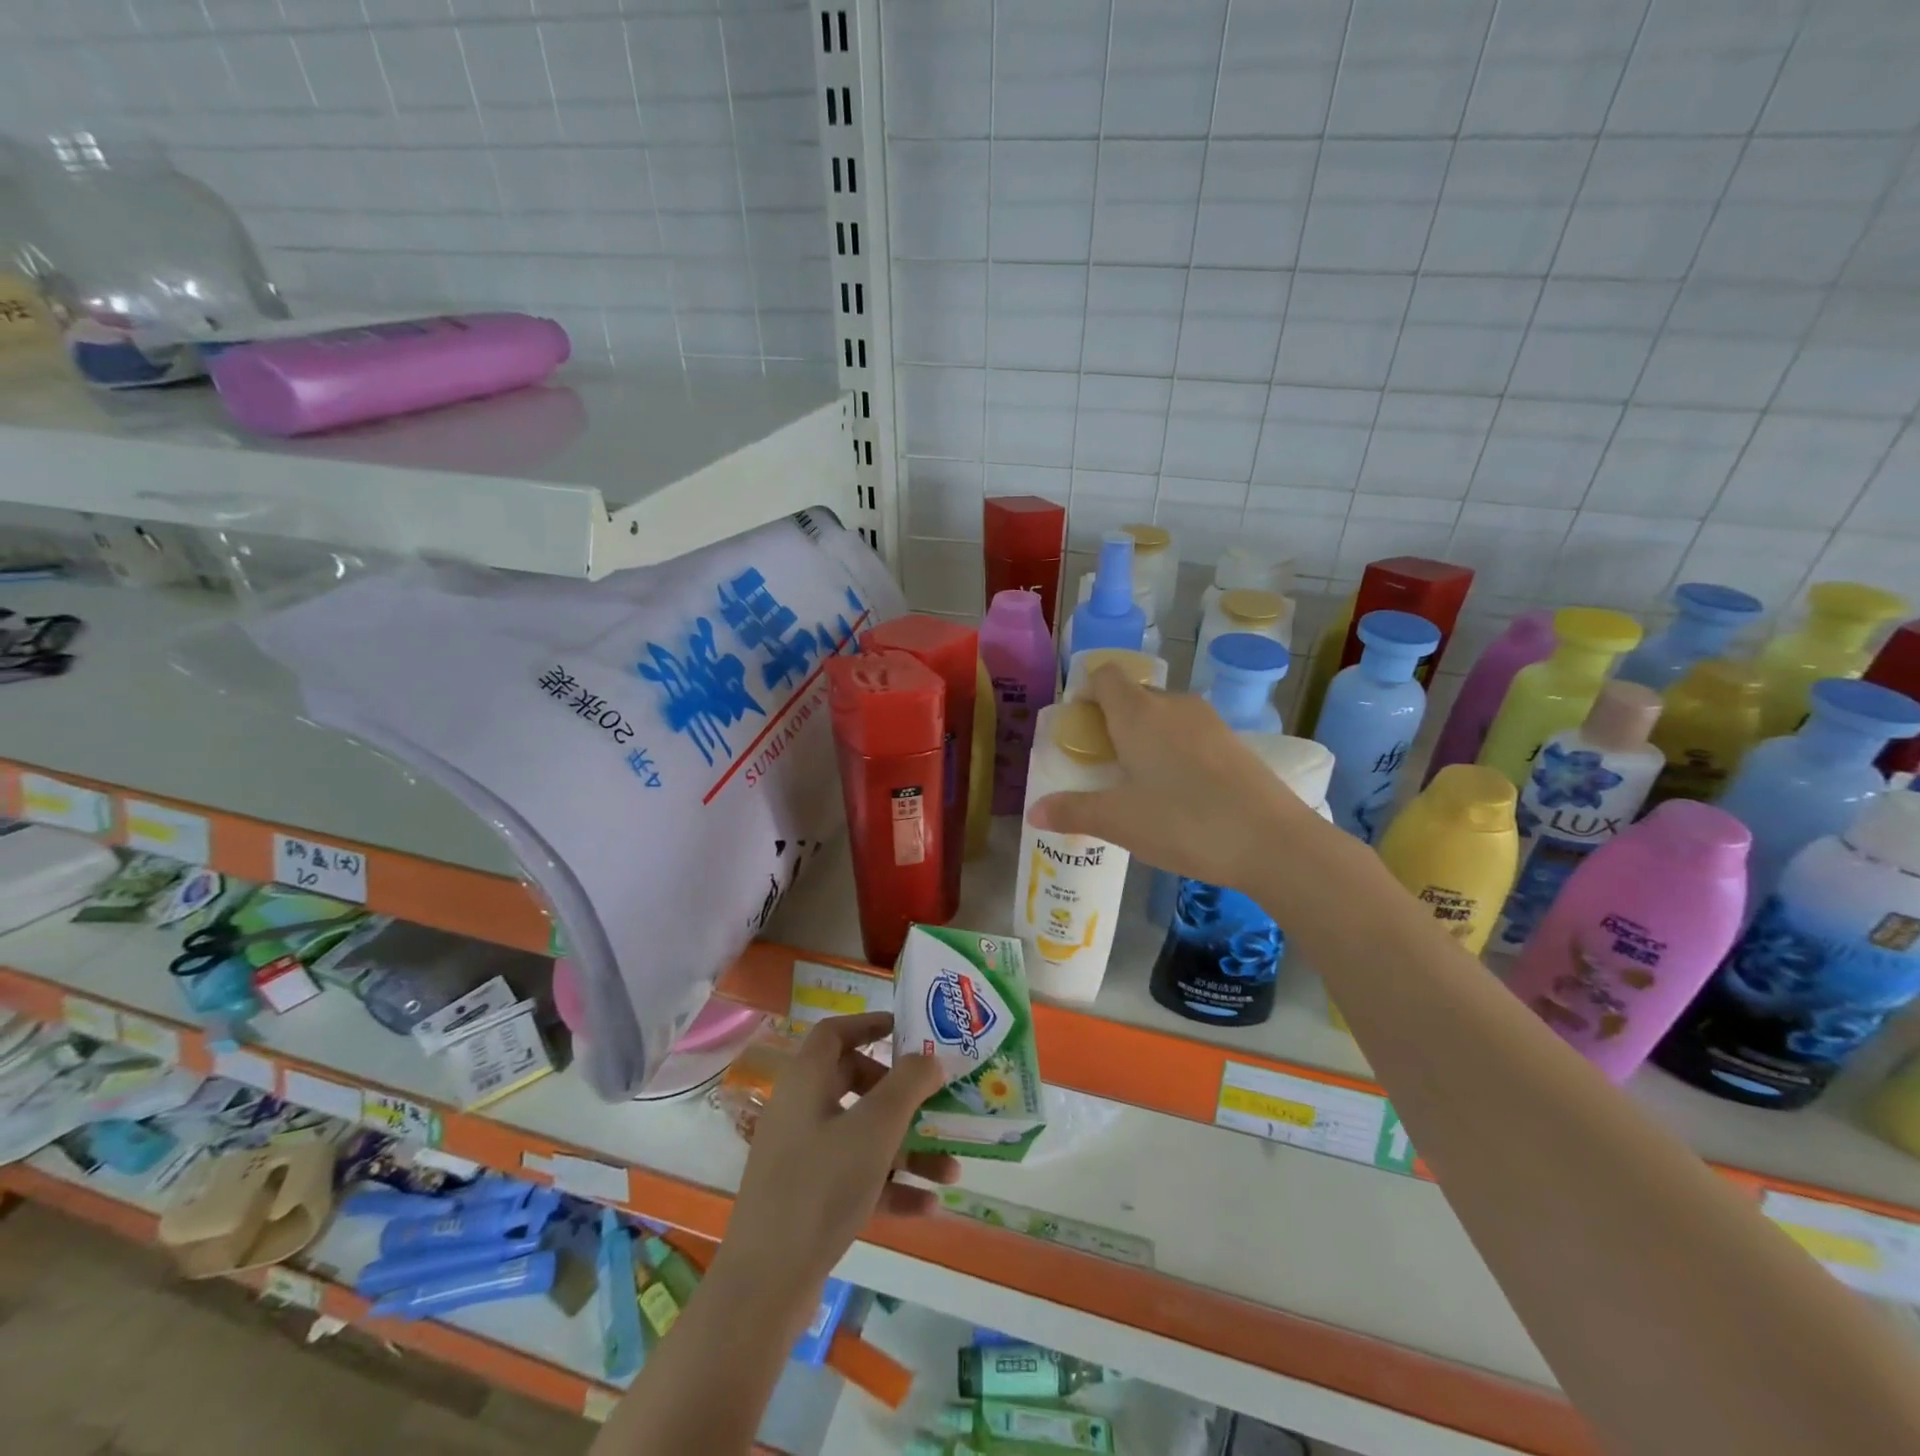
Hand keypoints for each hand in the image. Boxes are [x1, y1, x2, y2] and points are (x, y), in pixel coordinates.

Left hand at [720, 1013, 959, 1305]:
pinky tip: (928, 1206)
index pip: (835, 1032)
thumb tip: (929, 1058)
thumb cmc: (821, 1187)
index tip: (908, 1030)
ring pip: (861, 1136)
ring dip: (907, 1148)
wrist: (765, 1285)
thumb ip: (908, 1085)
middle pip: (854, 1082)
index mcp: (805, 1080)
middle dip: (901, 1094)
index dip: (870, 1024)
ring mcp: (801, 1156)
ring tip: (951, 1169)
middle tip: (932, 1101)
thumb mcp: (875, 1128)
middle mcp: (800, 1110)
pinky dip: (890, 1186)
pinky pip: (855, 1177)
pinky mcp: (807, 1198)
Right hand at [1029, 664, 1316, 894]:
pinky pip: (1189, 734)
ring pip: (1163, 715)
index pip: (1105, 675)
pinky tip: (1176, 792)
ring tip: (1136, 781)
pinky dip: (1173, 750)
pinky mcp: (1233, 743)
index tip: (1078, 727)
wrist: (1273, 842)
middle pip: (1133, 695)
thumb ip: (1073, 811)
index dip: (1086, 692)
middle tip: (1100, 764)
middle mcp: (1173, 705)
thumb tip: (1033, 812)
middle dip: (1111, 720)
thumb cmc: (1184, 822)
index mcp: (1138, 713)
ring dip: (1143, 736)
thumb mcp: (1119, 822)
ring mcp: (1208, 722)